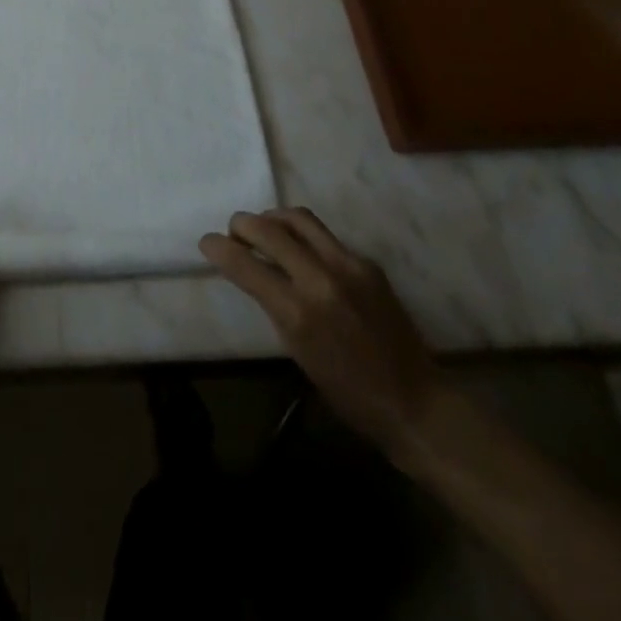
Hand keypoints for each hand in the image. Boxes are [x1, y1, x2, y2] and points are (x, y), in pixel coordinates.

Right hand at [200, 207, 442, 458]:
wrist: (414, 402)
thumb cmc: (348, 392)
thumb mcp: (297, 351)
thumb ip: (275, 305)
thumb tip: (255, 273)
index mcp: (298, 312)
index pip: (245, 265)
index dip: (218, 248)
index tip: (206, 242)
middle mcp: (321, 279)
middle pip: (269, 229)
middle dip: (243, 224)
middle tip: (233, 231)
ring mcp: (349, 266)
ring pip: (299, 219)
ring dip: (273, 219)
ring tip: (265, 229)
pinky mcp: (367, 263)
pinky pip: (326, 237)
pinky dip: (305, 238)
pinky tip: (304, 253)